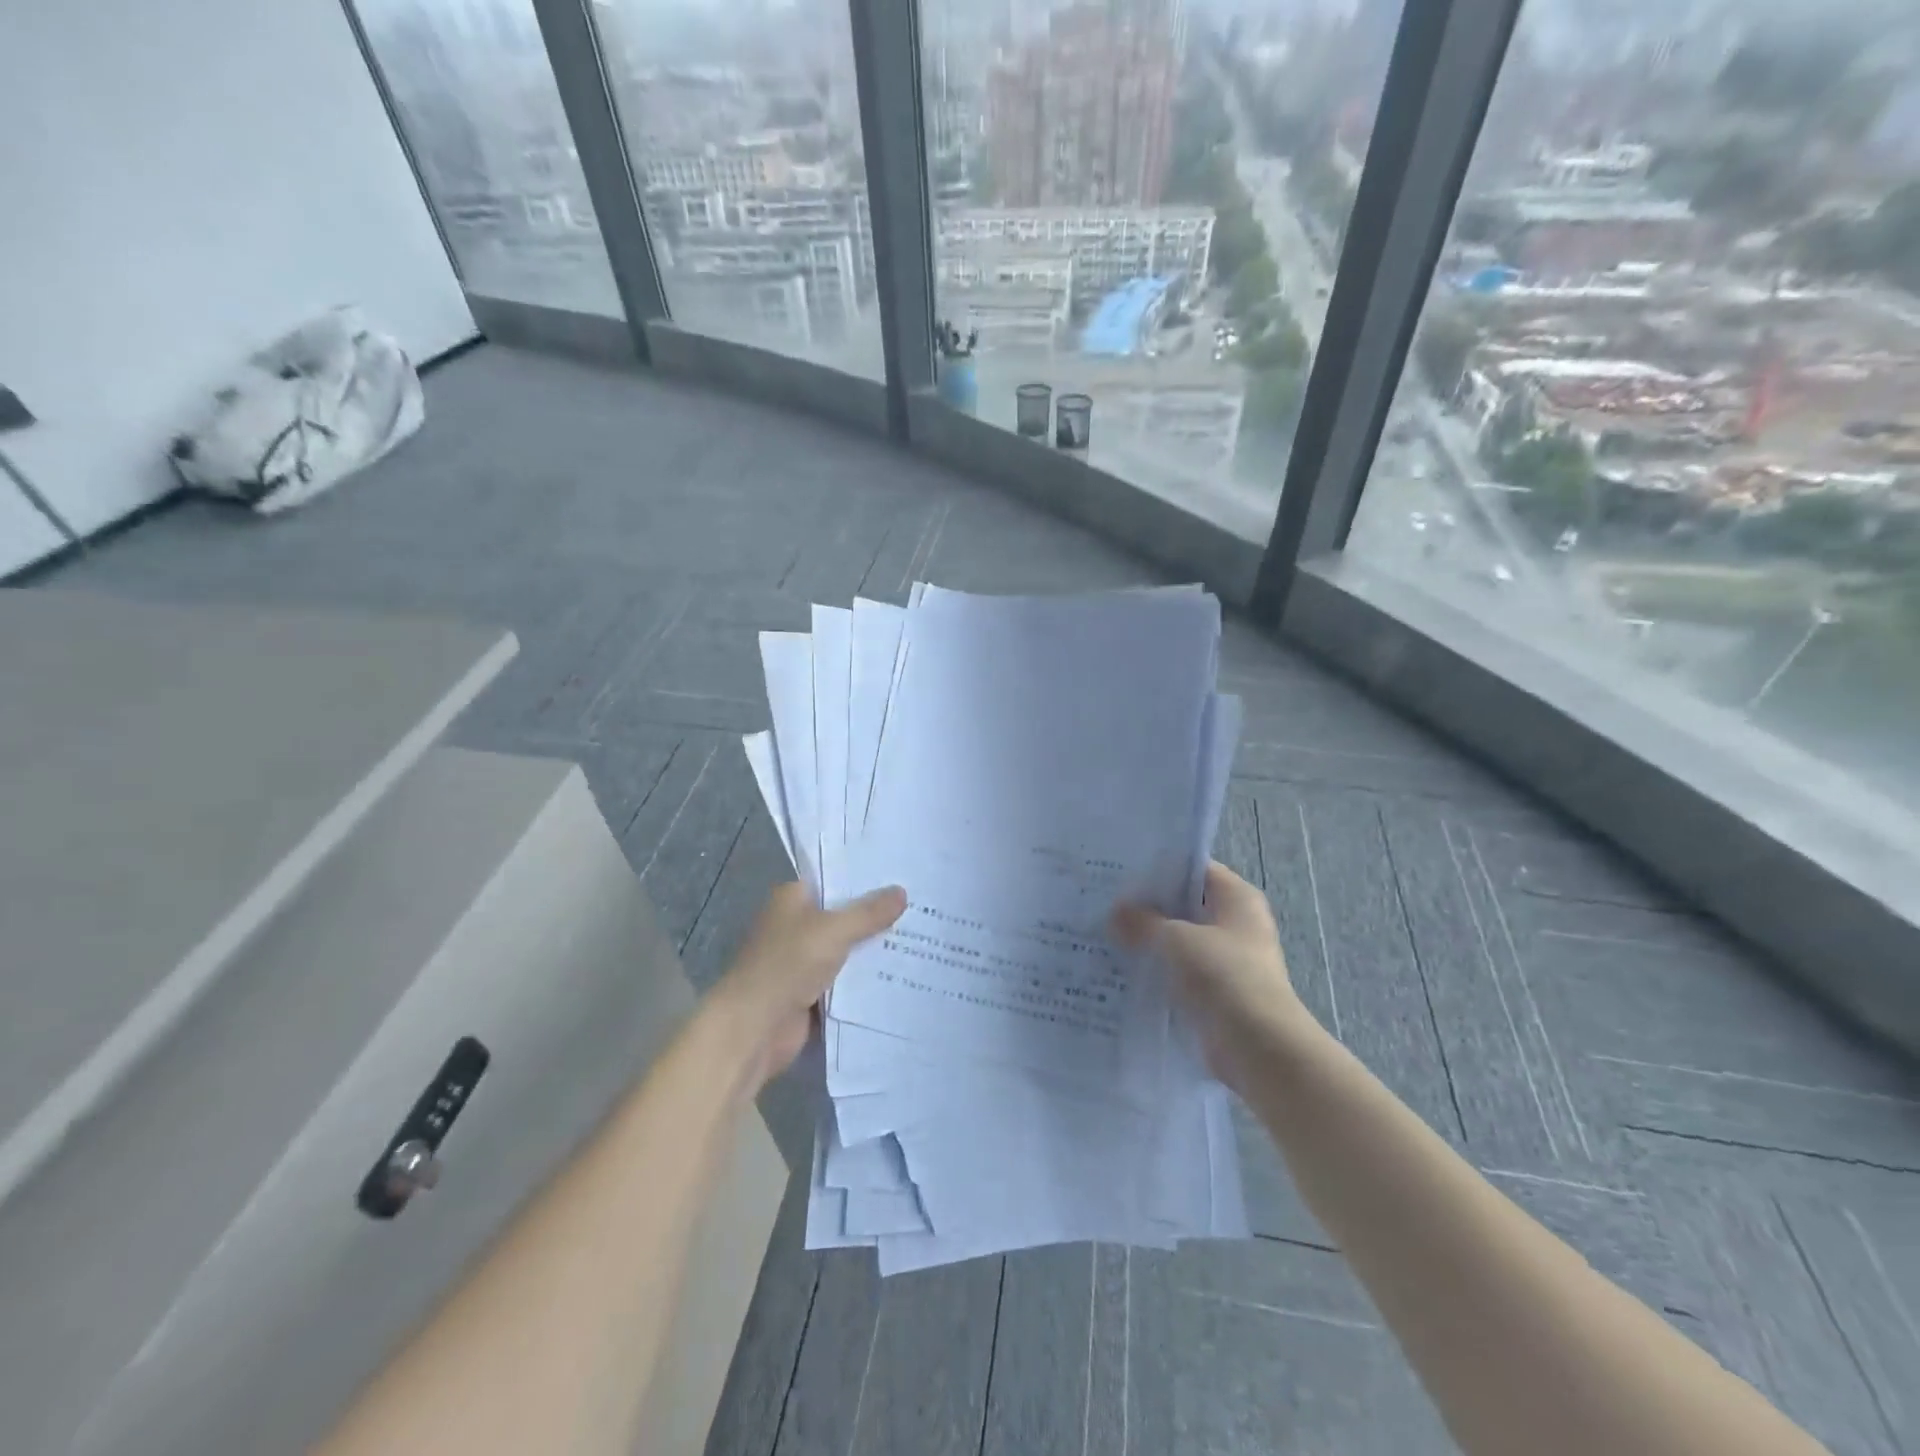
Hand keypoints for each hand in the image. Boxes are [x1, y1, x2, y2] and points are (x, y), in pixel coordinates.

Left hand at [708, 881, 906, 1090]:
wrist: (754, 1028)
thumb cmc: (787, 965)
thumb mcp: (834, 930)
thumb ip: (869, 913)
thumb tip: (902, 892)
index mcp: (792, 899)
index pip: (833, 879)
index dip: (865, 878)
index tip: (902, 874)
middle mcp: (796, 925)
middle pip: (843, 915)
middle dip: (877, 915)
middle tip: (920, 905)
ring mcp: (803, 961)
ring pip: (847, 949)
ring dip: (874, 949)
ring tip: (921, 936)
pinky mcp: (811, 993)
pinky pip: (846, 980)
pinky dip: (867, 979)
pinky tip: (902, 972)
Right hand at [1110, 862, 1313, 1091]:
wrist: (1258, 1048)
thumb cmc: (1224, 976)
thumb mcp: (1176, 939)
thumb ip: (1143, 922)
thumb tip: (1116, 913)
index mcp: (1238, 899)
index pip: (1195, 869)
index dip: (1160, 867)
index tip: (1121, 869)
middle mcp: (1236, 924)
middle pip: (1186, 905)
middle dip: (1148, 906)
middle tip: (1104, 901)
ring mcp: (1227, 961)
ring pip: (1180, 941)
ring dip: (1149, 941)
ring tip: (1104, 932)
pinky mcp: (1215, 993)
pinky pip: (1179, 973)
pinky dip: (1156, 972)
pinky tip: (1120, 969)